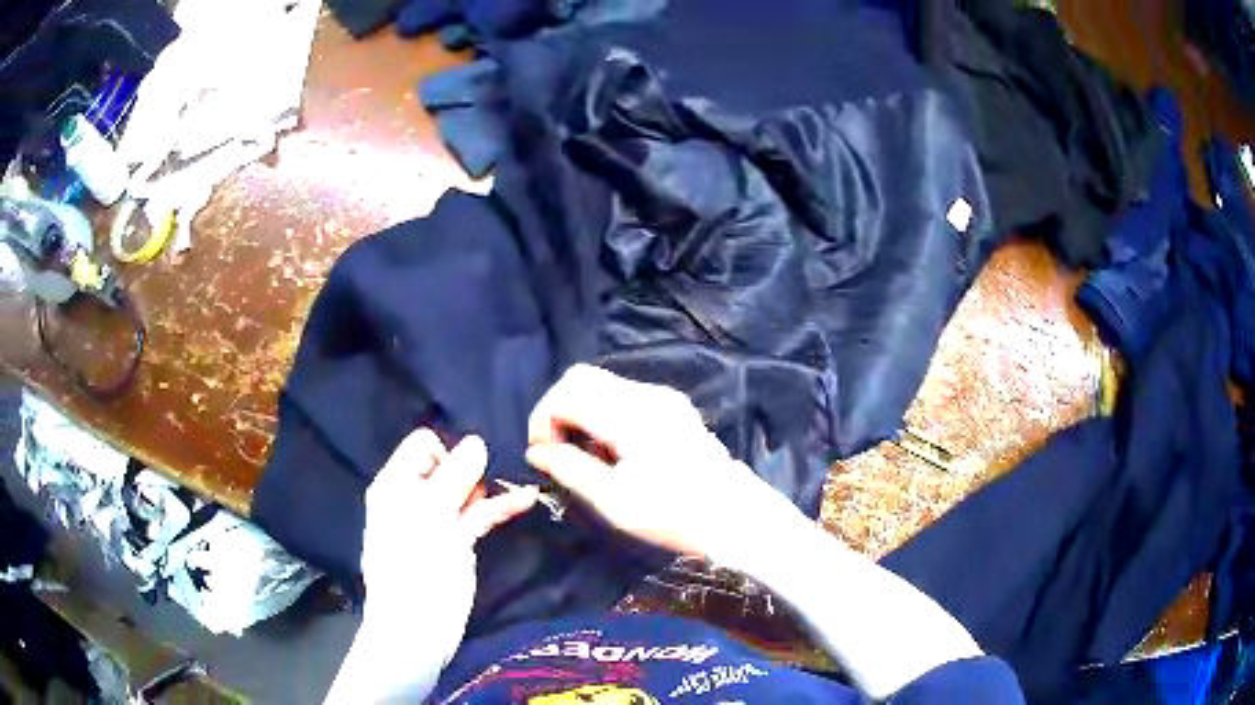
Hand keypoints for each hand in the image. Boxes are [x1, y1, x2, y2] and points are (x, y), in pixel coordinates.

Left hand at [360, 429, 537, 644]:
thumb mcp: (431, 516)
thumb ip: (454, 477)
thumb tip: (477, 441)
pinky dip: (500, 507)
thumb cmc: (414, 565)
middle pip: (449, 464)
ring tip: (515, 484)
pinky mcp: (460, 541)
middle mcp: (416, 496)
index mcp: (396, 484)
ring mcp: (440, 520)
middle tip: (492, 479)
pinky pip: (480, 515)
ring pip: (468, 490)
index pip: (423, 444)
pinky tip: (526, 499)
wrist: (418, 625)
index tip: (465, 474)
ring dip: (490, 486)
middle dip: (473, 467)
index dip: (447, 452)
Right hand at [525, 365, 808, 559]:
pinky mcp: (672, 407)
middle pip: (581, 378)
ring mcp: (663, 397)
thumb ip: (569, 469)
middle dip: (557, 410)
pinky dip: (603, 414)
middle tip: (556, 452)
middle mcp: (647, 394)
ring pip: (601, 385)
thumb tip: (536, 452)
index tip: (542, 456)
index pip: (567, 393)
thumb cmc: (673, 514)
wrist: (734, 516)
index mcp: (631, 414)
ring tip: (585, 457)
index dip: (543, 420)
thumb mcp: (613, 500)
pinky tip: (611, 451)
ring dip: (580, 412)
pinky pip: (623, 396)